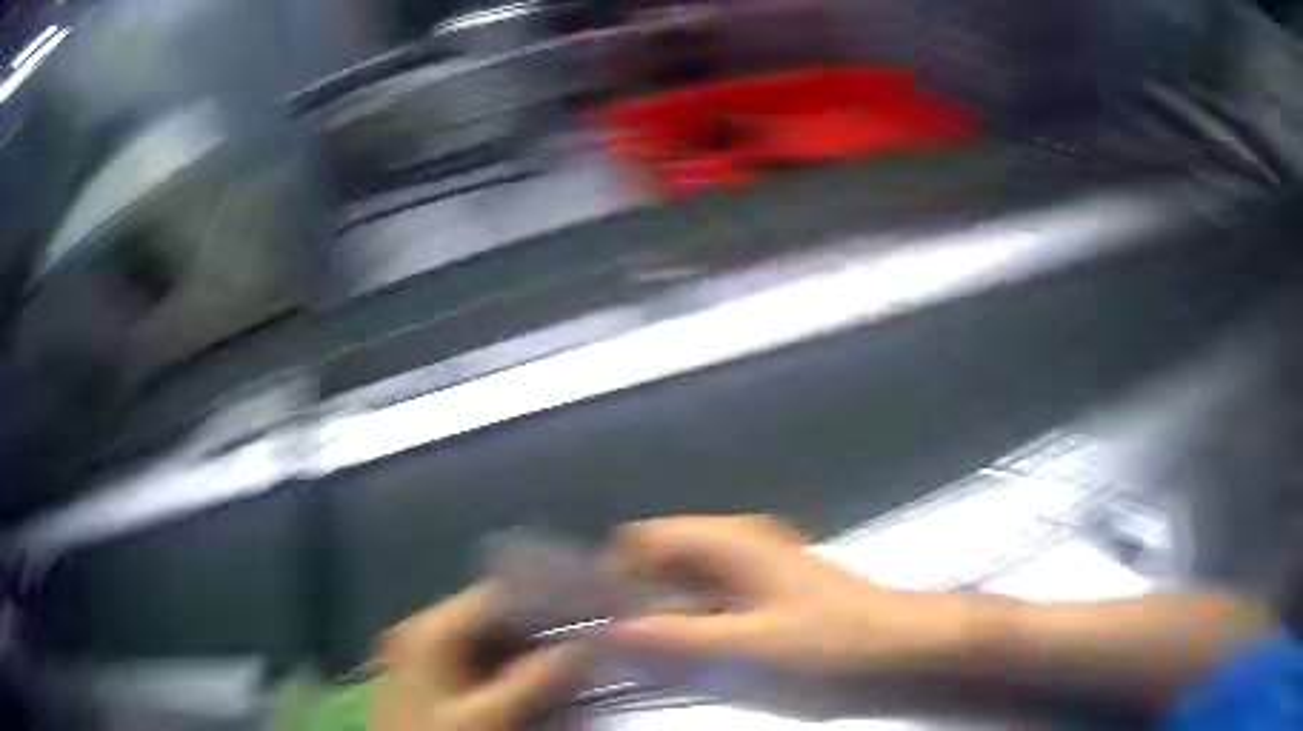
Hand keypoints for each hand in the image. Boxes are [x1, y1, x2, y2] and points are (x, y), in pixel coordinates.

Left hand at [373, 584, 587, 730]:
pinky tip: (546, 680)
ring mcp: (429, 655)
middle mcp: (428, 631)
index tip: (591, 609)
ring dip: (533, 650)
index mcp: (432, 628)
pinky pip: (483, 663)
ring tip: (581, 657)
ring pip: (492, 641)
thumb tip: (586, 646)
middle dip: (544, 628)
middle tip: (593, 637)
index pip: (497, 593)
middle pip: (496, 616)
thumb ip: (534, 679)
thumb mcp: (487, 715)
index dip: (546, 598)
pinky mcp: (436, 678)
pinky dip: (515, 669)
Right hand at [604, 515, 972, 675]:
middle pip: (657, 563)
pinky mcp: (769, 602)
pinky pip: (708, 609)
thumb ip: (671, 640)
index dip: (608, 575)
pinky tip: (686, 666)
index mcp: (729, 540)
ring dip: (658, 620)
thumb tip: (597, 631)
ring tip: (640, 664)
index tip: (589, 622)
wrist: (905, 652)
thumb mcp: (747, 649)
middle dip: (629, 601)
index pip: (639, 539)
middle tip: (611, 652)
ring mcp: (755, 573)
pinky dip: (688, 631)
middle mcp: (737, 546)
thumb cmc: (833, 646)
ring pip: (682, 588)